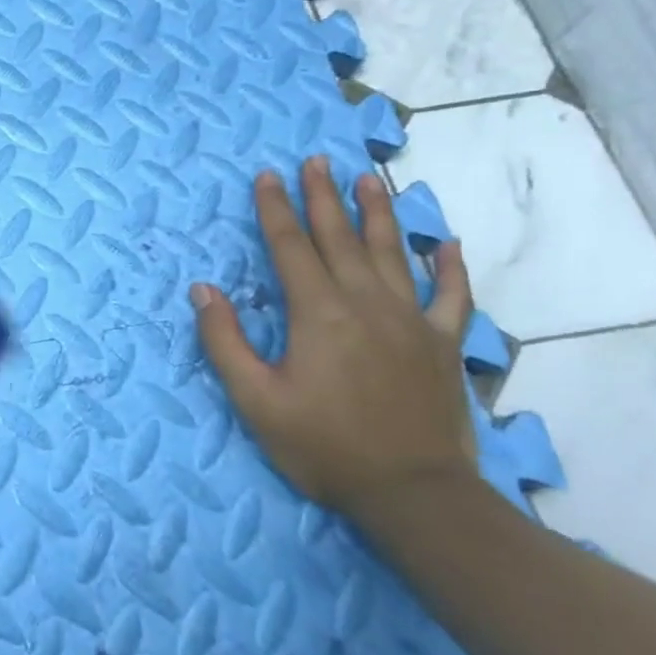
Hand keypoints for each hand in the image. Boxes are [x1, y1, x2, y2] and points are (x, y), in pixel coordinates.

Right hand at [190, 156, 475, 517]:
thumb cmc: (324, 446)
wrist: (413, 493)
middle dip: (323, 196)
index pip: (289, 246)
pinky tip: (446, 244)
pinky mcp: (444, 344)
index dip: (275, 209)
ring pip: (392, 253)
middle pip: (339, 237)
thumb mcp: (255, 399)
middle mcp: (365, 303)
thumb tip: (204, 288)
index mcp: (317, 313)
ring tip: (368, 179)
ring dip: (378, 213)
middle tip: (315, 160)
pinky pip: (451, 296)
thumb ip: (224, 340)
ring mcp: (411, 320)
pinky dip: (450, 268)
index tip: (267, 175)